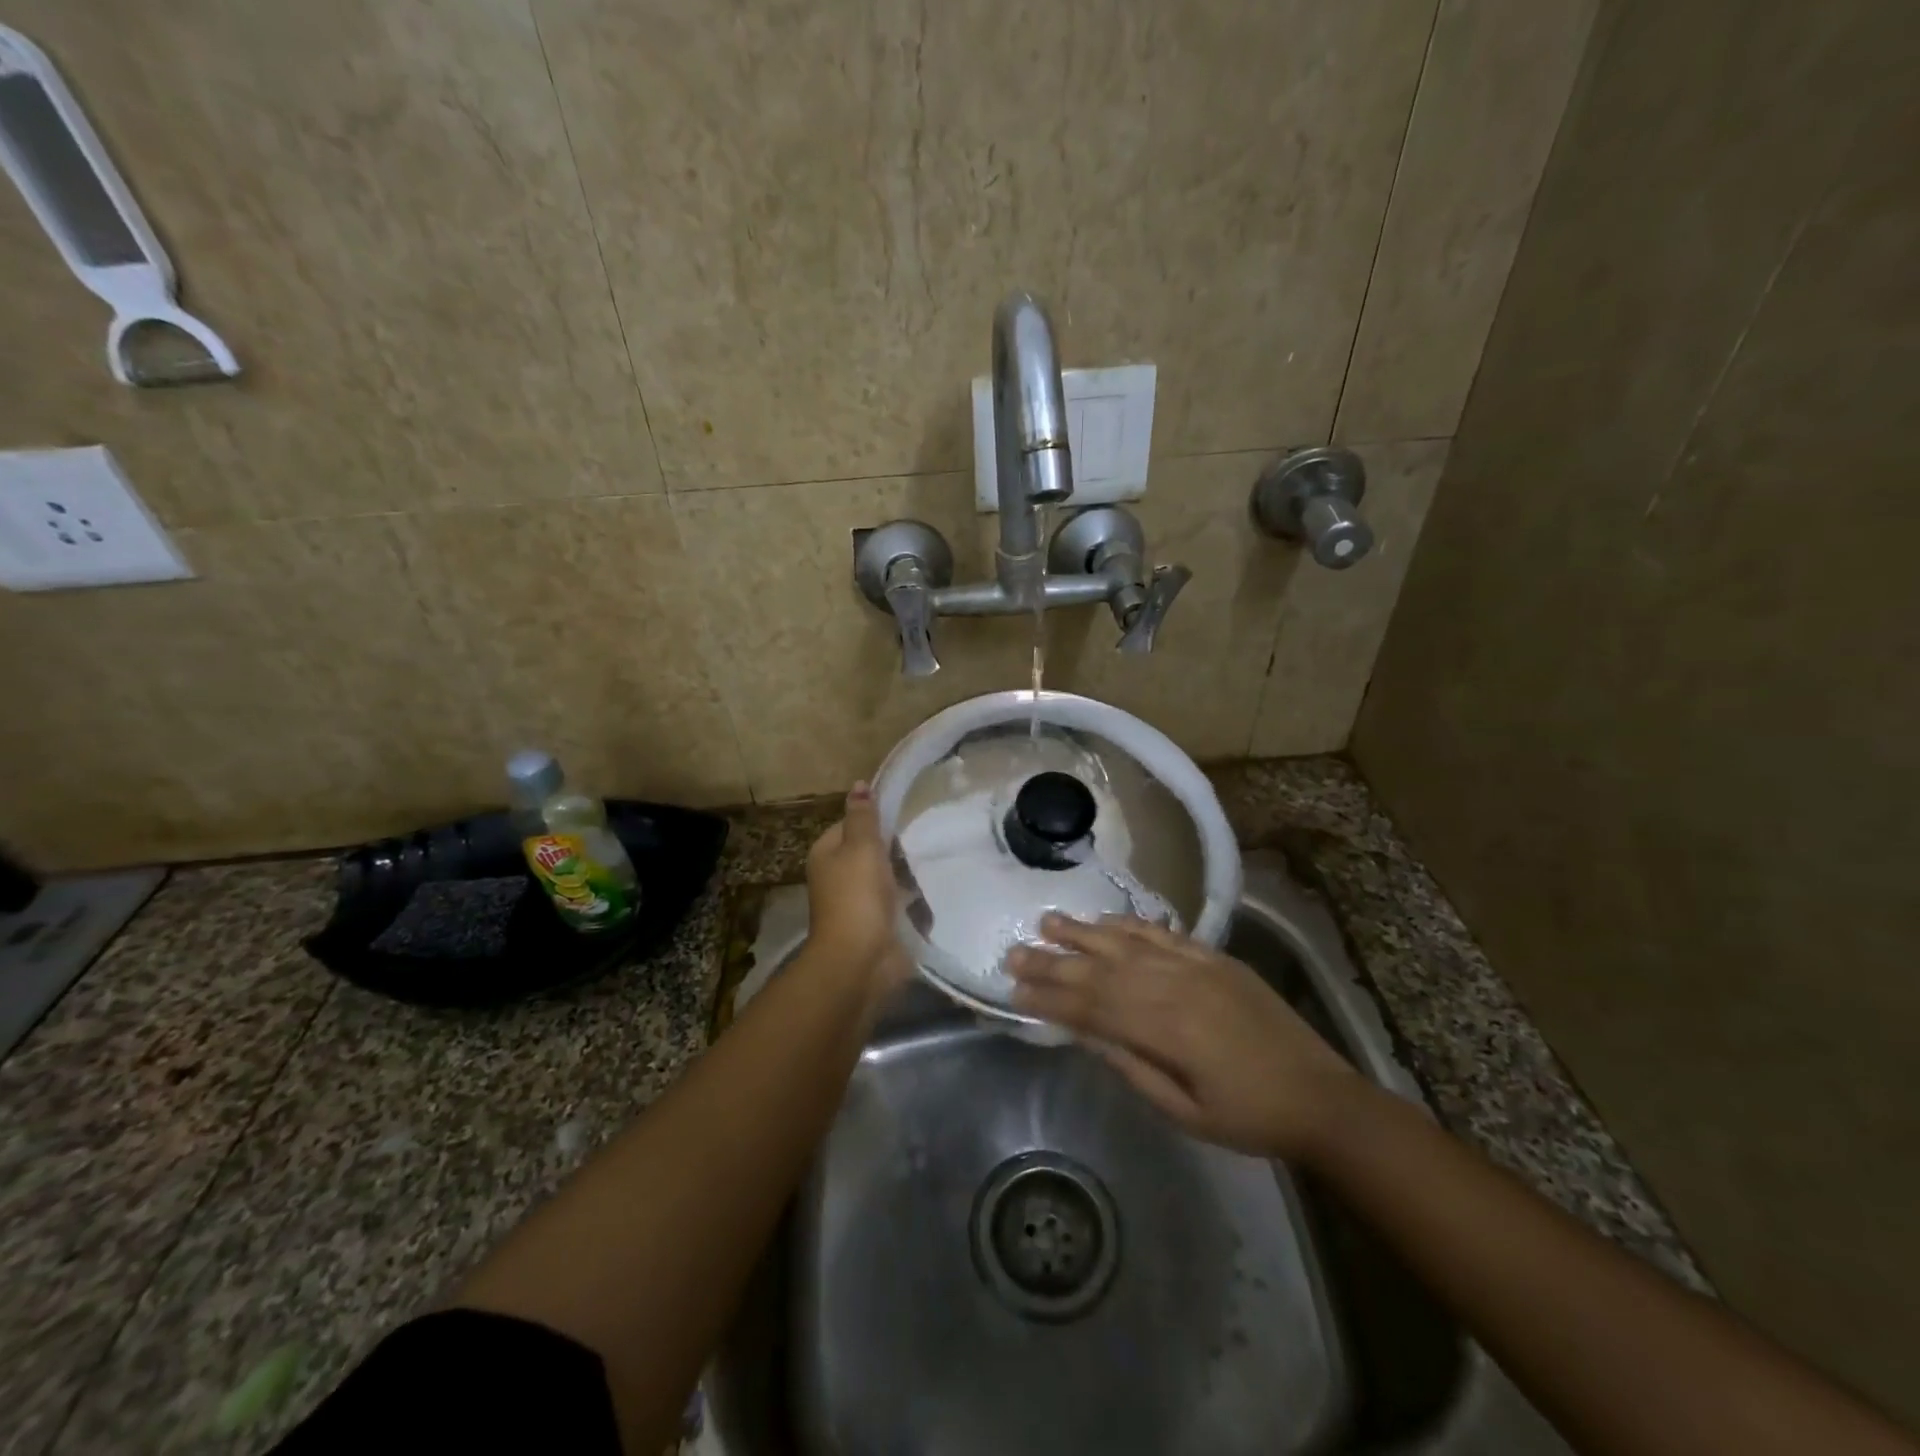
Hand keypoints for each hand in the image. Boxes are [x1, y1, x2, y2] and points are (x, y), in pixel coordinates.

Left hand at [804, 783, 909, 996]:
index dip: (874, 820)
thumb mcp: (861, 847)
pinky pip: (898, 904)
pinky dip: (912, 901)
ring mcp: (857, 903)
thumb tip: (859, 784)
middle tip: (921, 840)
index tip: (902, 817)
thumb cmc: (857, 896)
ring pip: (887, 878)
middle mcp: (838, 877)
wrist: (861, 960)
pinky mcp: (878, 925)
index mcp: (826, 854)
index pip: (850, 825)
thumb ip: (863, 816)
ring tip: (931, 863)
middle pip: (870, 852)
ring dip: (906, 875)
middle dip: (894, 849)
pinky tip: (930, 894)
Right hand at [1007, 914, 1366, 1161]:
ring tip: (1047, 921)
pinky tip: (1107, 920)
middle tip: (1014, 951)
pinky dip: (1131, 925)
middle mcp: (1175, 987)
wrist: (1321, 1097)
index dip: (1051, 996)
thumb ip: (1133, 1069)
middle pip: (1102, 969)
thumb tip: (1087, 1035)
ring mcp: (1196, 967)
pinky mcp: (1214, 959)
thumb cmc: (1249, 1117)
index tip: (1015, 988)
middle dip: (1054, 961)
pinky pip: (1164, 934)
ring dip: (1084, 932)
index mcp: (1166, 1030)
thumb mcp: (1185, 1112)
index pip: (1093, 1007)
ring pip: (1127, 943)